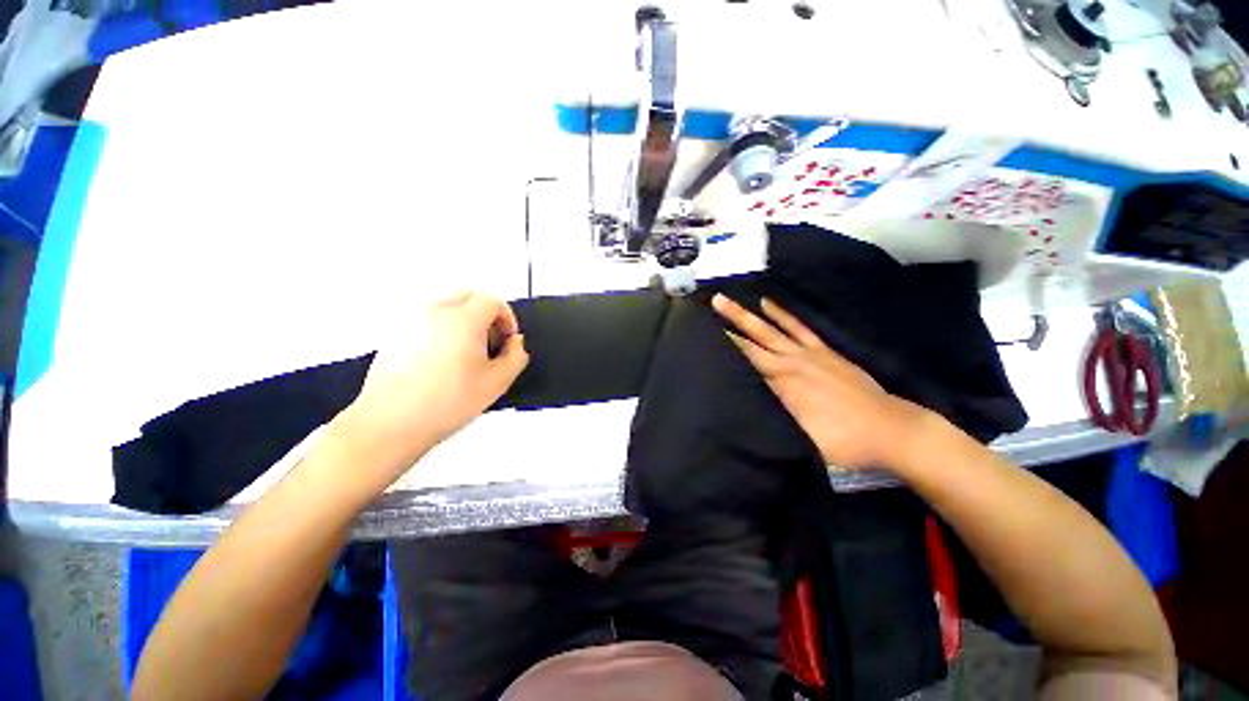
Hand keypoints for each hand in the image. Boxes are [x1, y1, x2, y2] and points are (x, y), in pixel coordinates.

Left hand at [335, 291, 528, 476]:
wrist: (391, 422)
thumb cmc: (446, 402)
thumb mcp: (497, 382)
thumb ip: (516, 356)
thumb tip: (515, 343)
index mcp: (463, 320)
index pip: (492, 301)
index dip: (507, 318)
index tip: (507, 339)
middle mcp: (435, 312)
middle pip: (468, 295)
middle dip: (486, 313)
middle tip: (490, 339)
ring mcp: (411, 320)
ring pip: (446, 305)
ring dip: (464, 319)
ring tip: (467, 351)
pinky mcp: (395, 333)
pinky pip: (427, 319)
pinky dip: (442, 328)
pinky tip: (443, 360)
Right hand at [711, 294, 934, 469]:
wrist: (890, 429)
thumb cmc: (841, 440)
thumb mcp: (799, 436)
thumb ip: (769, 414)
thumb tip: (738, 402)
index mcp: (782, 381)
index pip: (746, 356)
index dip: (726, 341)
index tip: (707, 327)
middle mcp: (791, 361)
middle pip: (756, 335)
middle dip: (733, 318)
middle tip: (715, 299)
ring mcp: (809, 353)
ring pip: (773, 328)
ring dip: (751, 313)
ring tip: (732, 298)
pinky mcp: (825, 351)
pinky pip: (799, 327)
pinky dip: (783, 314)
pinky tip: (770, 303)